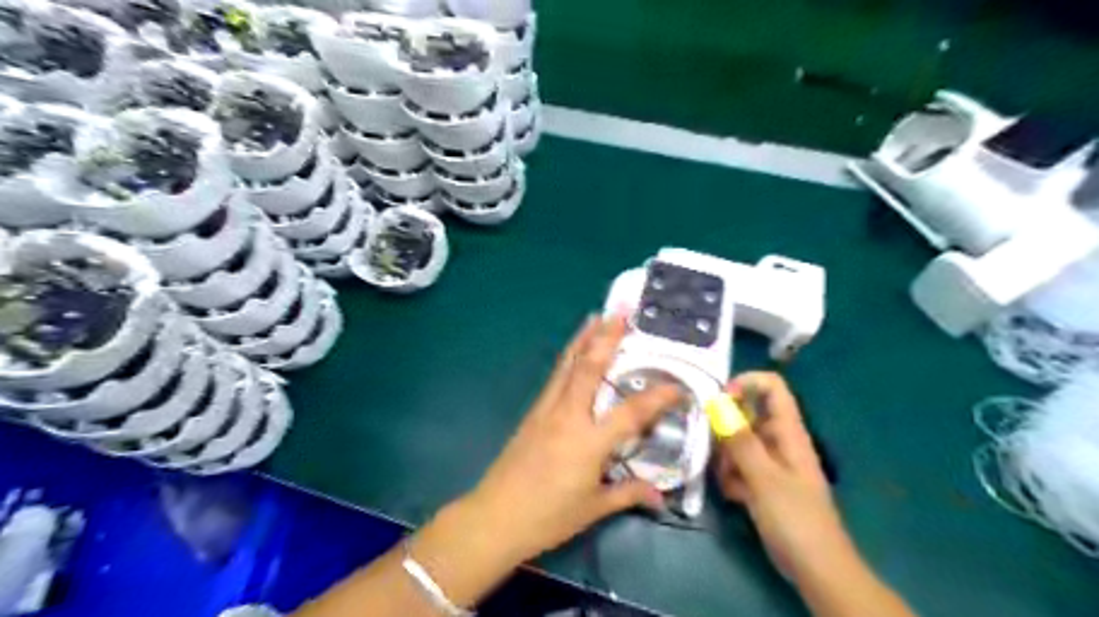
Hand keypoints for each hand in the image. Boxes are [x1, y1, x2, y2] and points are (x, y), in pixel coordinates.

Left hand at [466, 316, 679, 562]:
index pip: (632, 411)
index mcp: (589, 441)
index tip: (679, 386)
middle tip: (622, 311)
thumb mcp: (593, 508)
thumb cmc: (548, 517)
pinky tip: (574, 351)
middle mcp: (568, 415)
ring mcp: (546, 409)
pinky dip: (569, 358)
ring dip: (583, 338)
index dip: (658, 397)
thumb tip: (660, 497)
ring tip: (596, 315)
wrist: (494, 516)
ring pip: (568, 365)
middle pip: (590, 368)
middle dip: (608, 337)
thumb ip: (628, 494)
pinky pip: (556, 377)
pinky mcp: (533, 412)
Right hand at [714, 374, 848, 579]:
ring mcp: (771, 463)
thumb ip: (740, 441)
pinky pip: (740, 465)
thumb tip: (718, 403)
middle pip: (748, 414)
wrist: (817, 570)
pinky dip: (731, 476)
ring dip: (726, 455)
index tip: (720, 401)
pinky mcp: (763, 483)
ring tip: (725, 478)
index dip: (746, 384)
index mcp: (789, 432)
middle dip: (727, 427)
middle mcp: (780, 441)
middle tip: (714, 447)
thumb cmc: (795, 519)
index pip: (772, 387)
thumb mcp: (764, 478)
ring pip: (739, 441)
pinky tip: (732, 494)